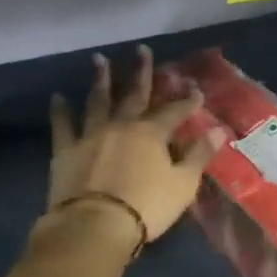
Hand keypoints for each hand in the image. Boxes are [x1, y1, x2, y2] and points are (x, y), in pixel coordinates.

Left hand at [45, 47, 221, 246]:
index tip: (195, 90)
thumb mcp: (183, 184)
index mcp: (152, 134)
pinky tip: (58, 97)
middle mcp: (122, 126)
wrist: (95, 226)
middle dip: (140, 73)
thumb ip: (199, 155)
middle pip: (134, 94)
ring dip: (100, 80)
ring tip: (99, 60)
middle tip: (141, 50)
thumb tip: (218, 131)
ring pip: (97, 101)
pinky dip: (60, 110)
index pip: (174, 112)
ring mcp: (91, 136)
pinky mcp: (66, 151)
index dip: (187, 101)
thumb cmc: (147, 206)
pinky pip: (63, 125)